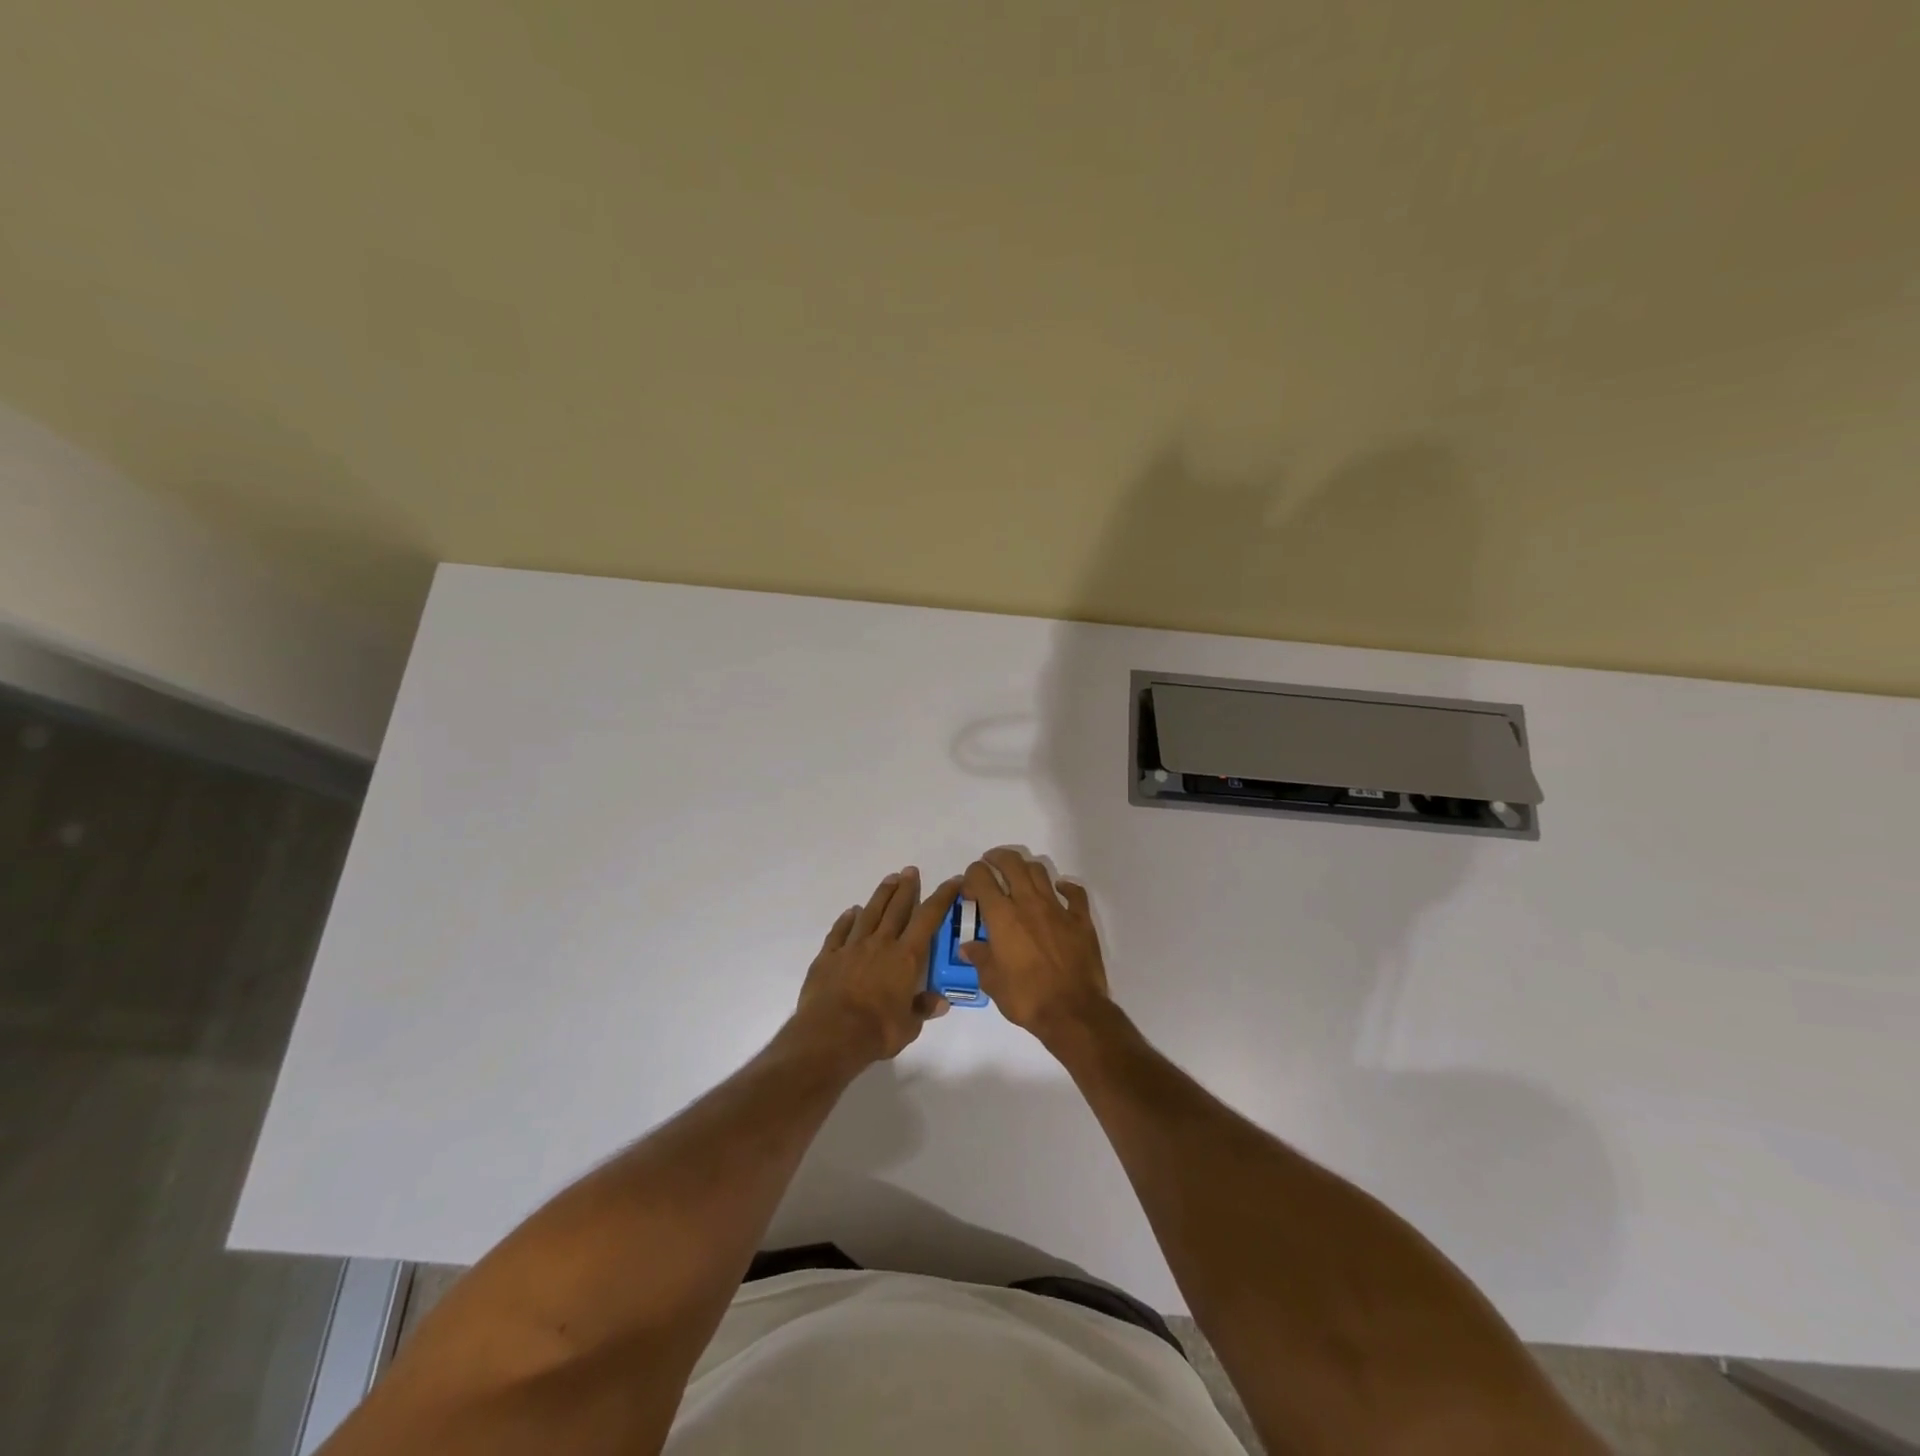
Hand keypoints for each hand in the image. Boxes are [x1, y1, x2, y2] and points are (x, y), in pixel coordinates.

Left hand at [795, 868, 960, 1066]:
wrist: (830, 1034)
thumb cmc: (877, 1031)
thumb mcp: (909, 1026)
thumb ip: (923, 1009)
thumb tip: (941, 1001)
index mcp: (905, 957)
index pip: (928, 919)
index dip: (942, 897)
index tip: (953, 881)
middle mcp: (881, 944)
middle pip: (896, 908)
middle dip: (907, 888)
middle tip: (911, 871)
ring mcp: (852, 947)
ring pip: (869, 913)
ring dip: (880, 895)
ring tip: (889, 879)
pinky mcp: (828, 956)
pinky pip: (839, 931)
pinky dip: (846, 920)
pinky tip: (851, 912)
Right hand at [960, 847, 1110, 1044]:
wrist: (1072, 1011)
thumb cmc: (1026, 997)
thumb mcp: (992, 982)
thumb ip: (979, 958)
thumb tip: (968, 946)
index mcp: (1002, 916)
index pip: (982, 878)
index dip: (972, 876)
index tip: (969, 888)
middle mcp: (1028, 903)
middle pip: (1012, 863)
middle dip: (997, 858)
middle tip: (990, 863)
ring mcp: (1058, 908)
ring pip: (1040, 872)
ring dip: (1026, 868)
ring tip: (1018, 875)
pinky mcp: (1080, 920)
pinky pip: (1074, 893)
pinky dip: (1065, 887)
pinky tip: (1060, 890)